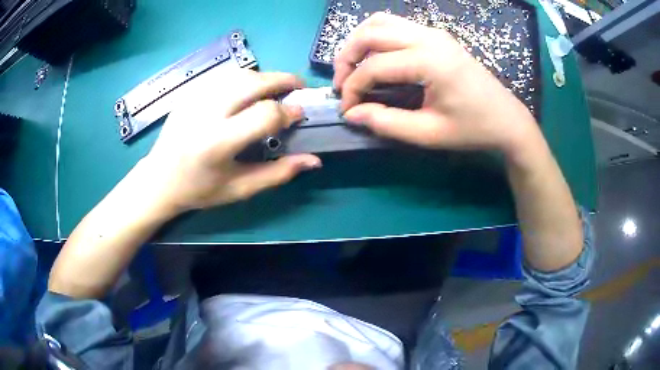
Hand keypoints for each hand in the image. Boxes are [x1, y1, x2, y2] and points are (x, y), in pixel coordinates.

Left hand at [138, 70, 320, 214]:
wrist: (159, 179)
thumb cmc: (200, 190)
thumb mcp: (240, 188)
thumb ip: (279, 173)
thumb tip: (314, 161)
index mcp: (218, 143)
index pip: (264, 114)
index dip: (288, 111)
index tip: (299, 115)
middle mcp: (206, 114)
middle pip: (253, 82)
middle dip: (282, 80)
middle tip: (298, 86)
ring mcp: (194, 99)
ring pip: (238, 74)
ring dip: (263, 76)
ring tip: (275, 88)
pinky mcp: (189, 93)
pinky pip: (223, 77)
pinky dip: (243, 79)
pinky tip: (248, 91)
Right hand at [334, 13, 539, 156]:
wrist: (507, 119)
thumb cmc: (473, 129)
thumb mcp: (429, 133)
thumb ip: (387, 123)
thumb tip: (353, 114)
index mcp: (429, 61)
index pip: (373, 67)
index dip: (352, 89)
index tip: (347, 111)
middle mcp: (428, 37)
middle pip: (370, 33)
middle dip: (347, 57)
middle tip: (341, 84)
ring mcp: (433, 32)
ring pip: (380, 22)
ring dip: (359, 42)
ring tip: (354, 67)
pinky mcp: (436, 35)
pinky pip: (396, 25)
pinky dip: (377, 37)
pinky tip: (376, 57)